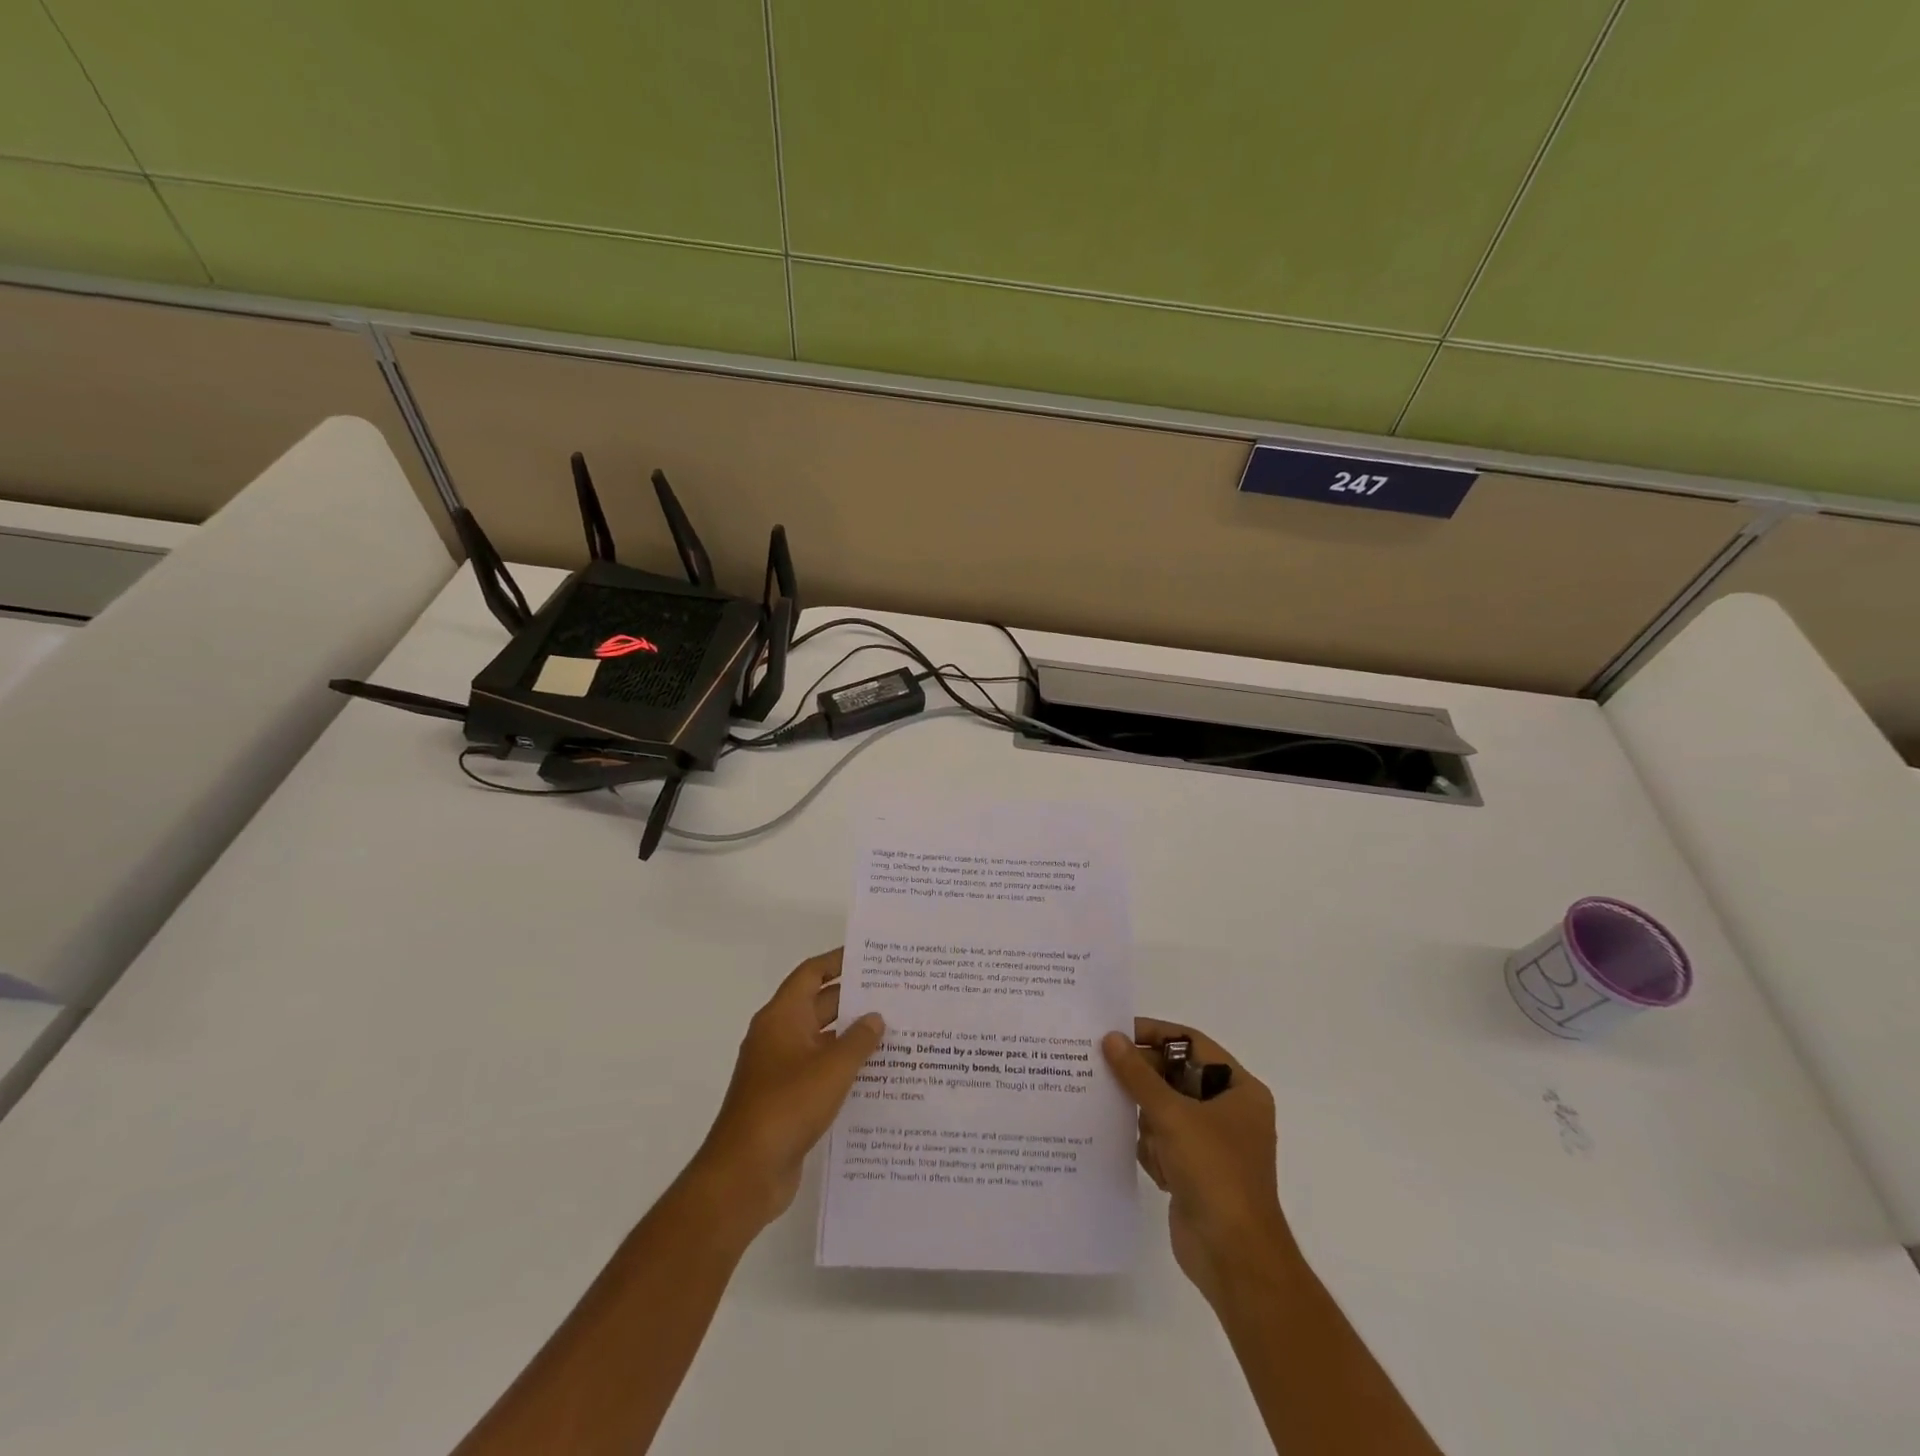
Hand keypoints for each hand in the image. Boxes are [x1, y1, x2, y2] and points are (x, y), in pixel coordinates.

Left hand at [688, 948, 883, 1236]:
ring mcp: (780, 1069)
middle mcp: (778, 1036)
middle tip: (894, 994)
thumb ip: (859, 1040)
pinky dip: (844, 1067)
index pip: (811, 974)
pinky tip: (876, 1074)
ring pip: (822, 1040)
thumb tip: (875, 1017)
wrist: (745, 1173)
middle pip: (819, 1005)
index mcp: (782, 1017)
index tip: (871, 957)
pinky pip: (820, 1070)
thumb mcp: (832, 1068)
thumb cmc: (787, 1106)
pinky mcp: (787, 1099)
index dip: (838, 961)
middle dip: (853, 998)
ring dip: (852, 1036)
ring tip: (894, 1031)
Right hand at [1101, 1020, 1296, 1307]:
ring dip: (1148, 1120)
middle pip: (1176, 1076)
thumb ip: (1138, 1075)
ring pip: (1165, 1109)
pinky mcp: (1196, 1170)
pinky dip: (1152, 1148)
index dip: (1156, 1035)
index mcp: (1240, 1090)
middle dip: (1145, 1082)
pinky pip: (1164, 1140)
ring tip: (1139, 1132)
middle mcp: (1230, 1111)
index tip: (1118, 1033)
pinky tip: (1153, 1164)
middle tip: (1106, 1073)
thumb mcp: (1173, 1115)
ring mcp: (1213, 1143)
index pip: (1192, 1043)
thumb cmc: (1214, 1172)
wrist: (1234, 1258)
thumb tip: (1111, 1038)